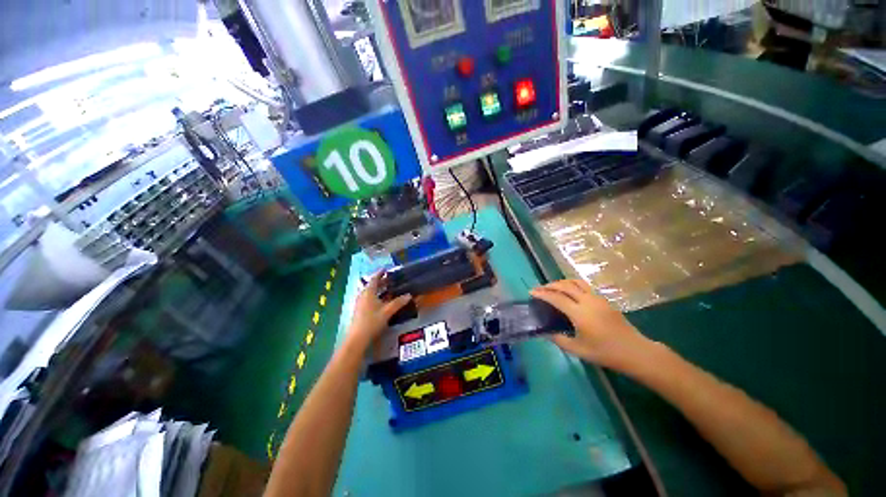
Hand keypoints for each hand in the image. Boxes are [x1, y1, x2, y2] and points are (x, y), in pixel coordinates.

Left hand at [347, 272, 411, 348]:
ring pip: (370, 292)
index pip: (374, 279)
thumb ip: (398, 303)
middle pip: (372, 285)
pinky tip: (382, 301)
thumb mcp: (387, 311)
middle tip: (390, 279)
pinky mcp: (360, 310)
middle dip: (381, 281)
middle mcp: (363, 295)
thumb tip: (409, 295)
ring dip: (378, 289)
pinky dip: (376, 296)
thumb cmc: (372, 321)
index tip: (386, 269)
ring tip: (388, 289)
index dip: (380, 273)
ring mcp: (360, 303)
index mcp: (368, 292)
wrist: (358, 338)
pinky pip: (369, 298)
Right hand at [531, 279, 652, 369]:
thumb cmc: (606, 353)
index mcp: (580, 314)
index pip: (556, 298)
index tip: (531, 292)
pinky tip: (569, 292)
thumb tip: (547, 333)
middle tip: (540, 289)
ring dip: (561, 282)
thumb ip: (560, 340)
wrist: (635, 351)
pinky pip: (584, 286)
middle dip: (550, 285)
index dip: (542, 293)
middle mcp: (588, 301)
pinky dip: (572, 285)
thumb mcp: (579, 351)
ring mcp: (597, 298)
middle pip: (565, 286)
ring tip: (553, 287)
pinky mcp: (604, 300)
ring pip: (576, 282)